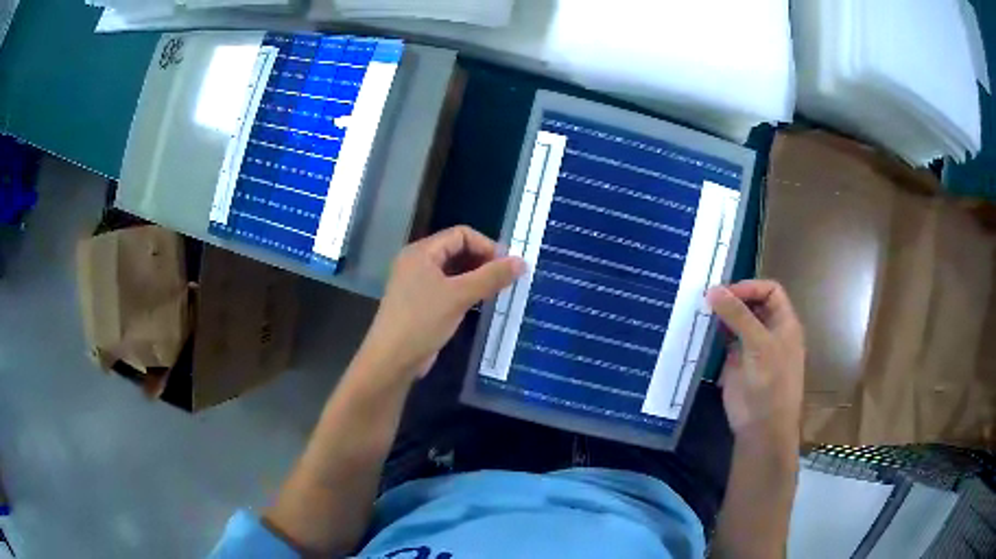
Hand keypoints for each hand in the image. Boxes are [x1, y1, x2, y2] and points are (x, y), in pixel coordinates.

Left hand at [357, 226, 524, 382]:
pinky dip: (466, 291)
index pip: (461, 234)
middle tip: (506, 279)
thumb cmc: (422, 321)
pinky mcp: (421, 303)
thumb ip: (491, 277)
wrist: (392, 360)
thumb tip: (522, 262)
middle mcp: (418, 262)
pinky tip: (481, 303)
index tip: (508, 266)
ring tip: (499, 291)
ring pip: (454, 271)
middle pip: (457, 250)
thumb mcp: (459, 296)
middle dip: (483, 261)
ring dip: (476, 277)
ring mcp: (418, 283)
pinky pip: (448, 288)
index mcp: (421, 252)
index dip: (487, 246)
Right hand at [707, 280, 804, 451]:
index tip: (726, 292)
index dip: (750, 287)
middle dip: (733, 298)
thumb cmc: (771, 382)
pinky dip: (714, 333)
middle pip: (752, 304)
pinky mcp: (735, 363)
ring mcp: (752, 347)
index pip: (770, 291)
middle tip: (707, 297)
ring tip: (699, 309)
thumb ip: (738, 315)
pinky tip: (700, 330)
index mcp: (784, 323)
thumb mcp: (758, 344)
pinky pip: (724, 341)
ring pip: (737, 321)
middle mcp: (769, 331)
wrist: (762, 427)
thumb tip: (713, 289)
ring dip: (721, 315)